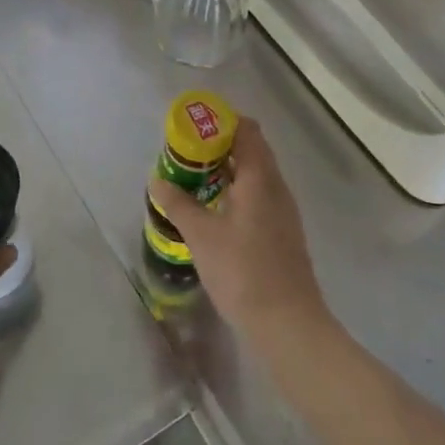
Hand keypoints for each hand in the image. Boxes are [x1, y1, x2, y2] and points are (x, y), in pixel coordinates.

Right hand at [151, 119, 330, 345]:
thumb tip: (157, 180)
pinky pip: (258, 197)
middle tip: (186, 154)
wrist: (287, 322)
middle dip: (219, 147)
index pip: (246, 130)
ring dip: (227, 171)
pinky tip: (215, 211)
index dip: (221, 121)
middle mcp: (276, 187)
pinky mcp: (282, 232)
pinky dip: (236, 192)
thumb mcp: (201, 235)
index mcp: (260, 177)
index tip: (193, 127)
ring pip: (255, 176)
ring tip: (194, 180)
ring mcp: (283, 211)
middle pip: (252, 150)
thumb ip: (178, 204)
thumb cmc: (242, 271)